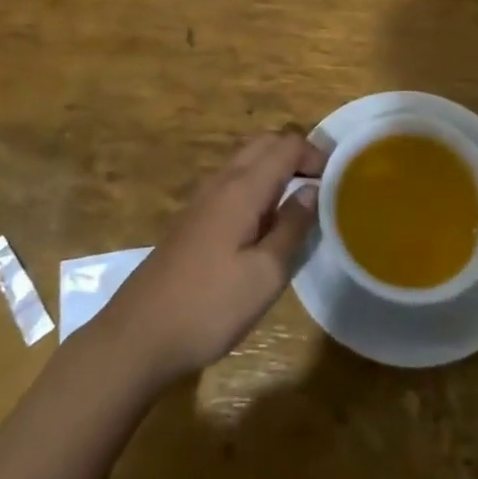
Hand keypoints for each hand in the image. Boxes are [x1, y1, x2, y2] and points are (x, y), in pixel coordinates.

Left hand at [96, 132, 324, 385]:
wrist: (139, 334)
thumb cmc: (210, 306)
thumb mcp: (265, 274)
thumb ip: (292, 227)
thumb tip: (313, 190)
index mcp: (242, 188)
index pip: (286, 145)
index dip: (316, 155)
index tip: (338, 181)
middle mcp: (221, 182)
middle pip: (264, 144)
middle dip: (296, 154)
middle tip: (322, 185)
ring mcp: (202, 199)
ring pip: (246, 161)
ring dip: (275, 168)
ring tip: (299, 202)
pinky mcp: (193, 218)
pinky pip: (232, 182)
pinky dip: (257, 185)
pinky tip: (265, 222)